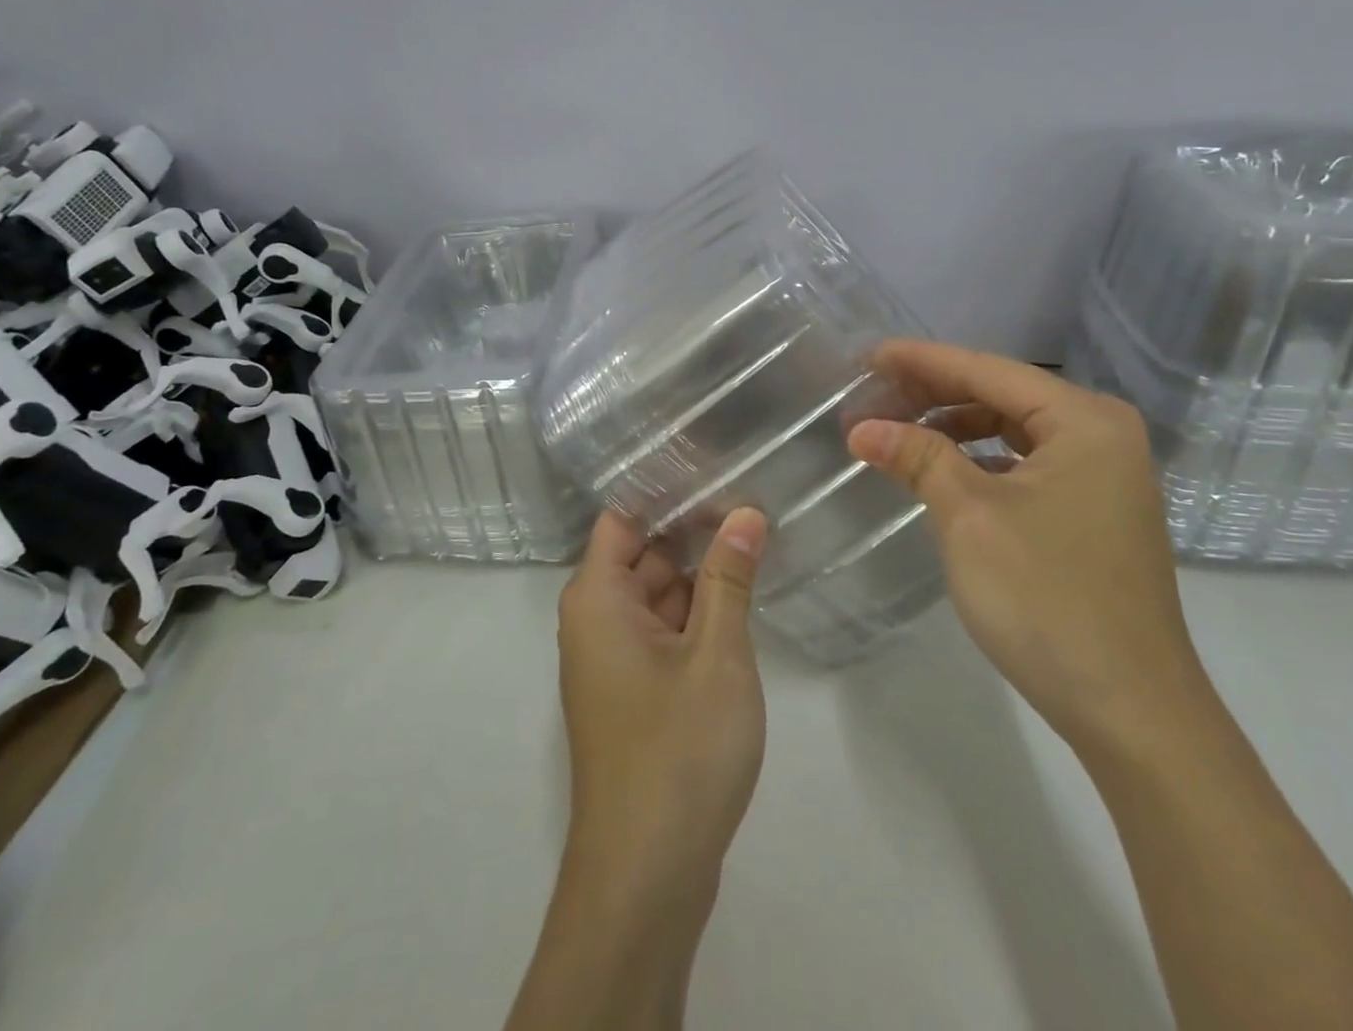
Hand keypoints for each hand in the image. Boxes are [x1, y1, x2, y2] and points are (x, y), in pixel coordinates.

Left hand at [555, 507, 768, 902]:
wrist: (646, 877)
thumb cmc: (678, 751)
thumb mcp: (717, 653)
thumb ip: (730, 577)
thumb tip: (745, 512)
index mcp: (597, 598)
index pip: (624, 519)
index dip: (668, 497)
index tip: (719, 475)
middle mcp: (595, 621)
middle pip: (643, 555)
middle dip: (694, 536)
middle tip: (755, 509)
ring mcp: (612, 660)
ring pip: (657, 596)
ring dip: (700, 579)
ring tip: (758, 546)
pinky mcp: (632, 694)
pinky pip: (662, 634)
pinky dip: (696, 618)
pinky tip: (740, 607)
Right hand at [847, 340, 1211, 761]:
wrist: (1130, 710)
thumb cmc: (1047, 598)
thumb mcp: (969, 517)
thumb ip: (917, 457)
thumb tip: (862, 428)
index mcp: (1084, 421)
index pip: (987, 370)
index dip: (921, 361)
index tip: (867, 355)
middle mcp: (1101, 435)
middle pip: (1001, 394)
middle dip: (934, 392)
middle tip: (872, 394)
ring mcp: (1102, 475)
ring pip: (1011, 429)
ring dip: (953, 425)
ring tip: (896, 429)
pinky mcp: (1092, 511)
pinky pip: (1023, 463)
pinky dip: (978, 459)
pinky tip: (941, 468)